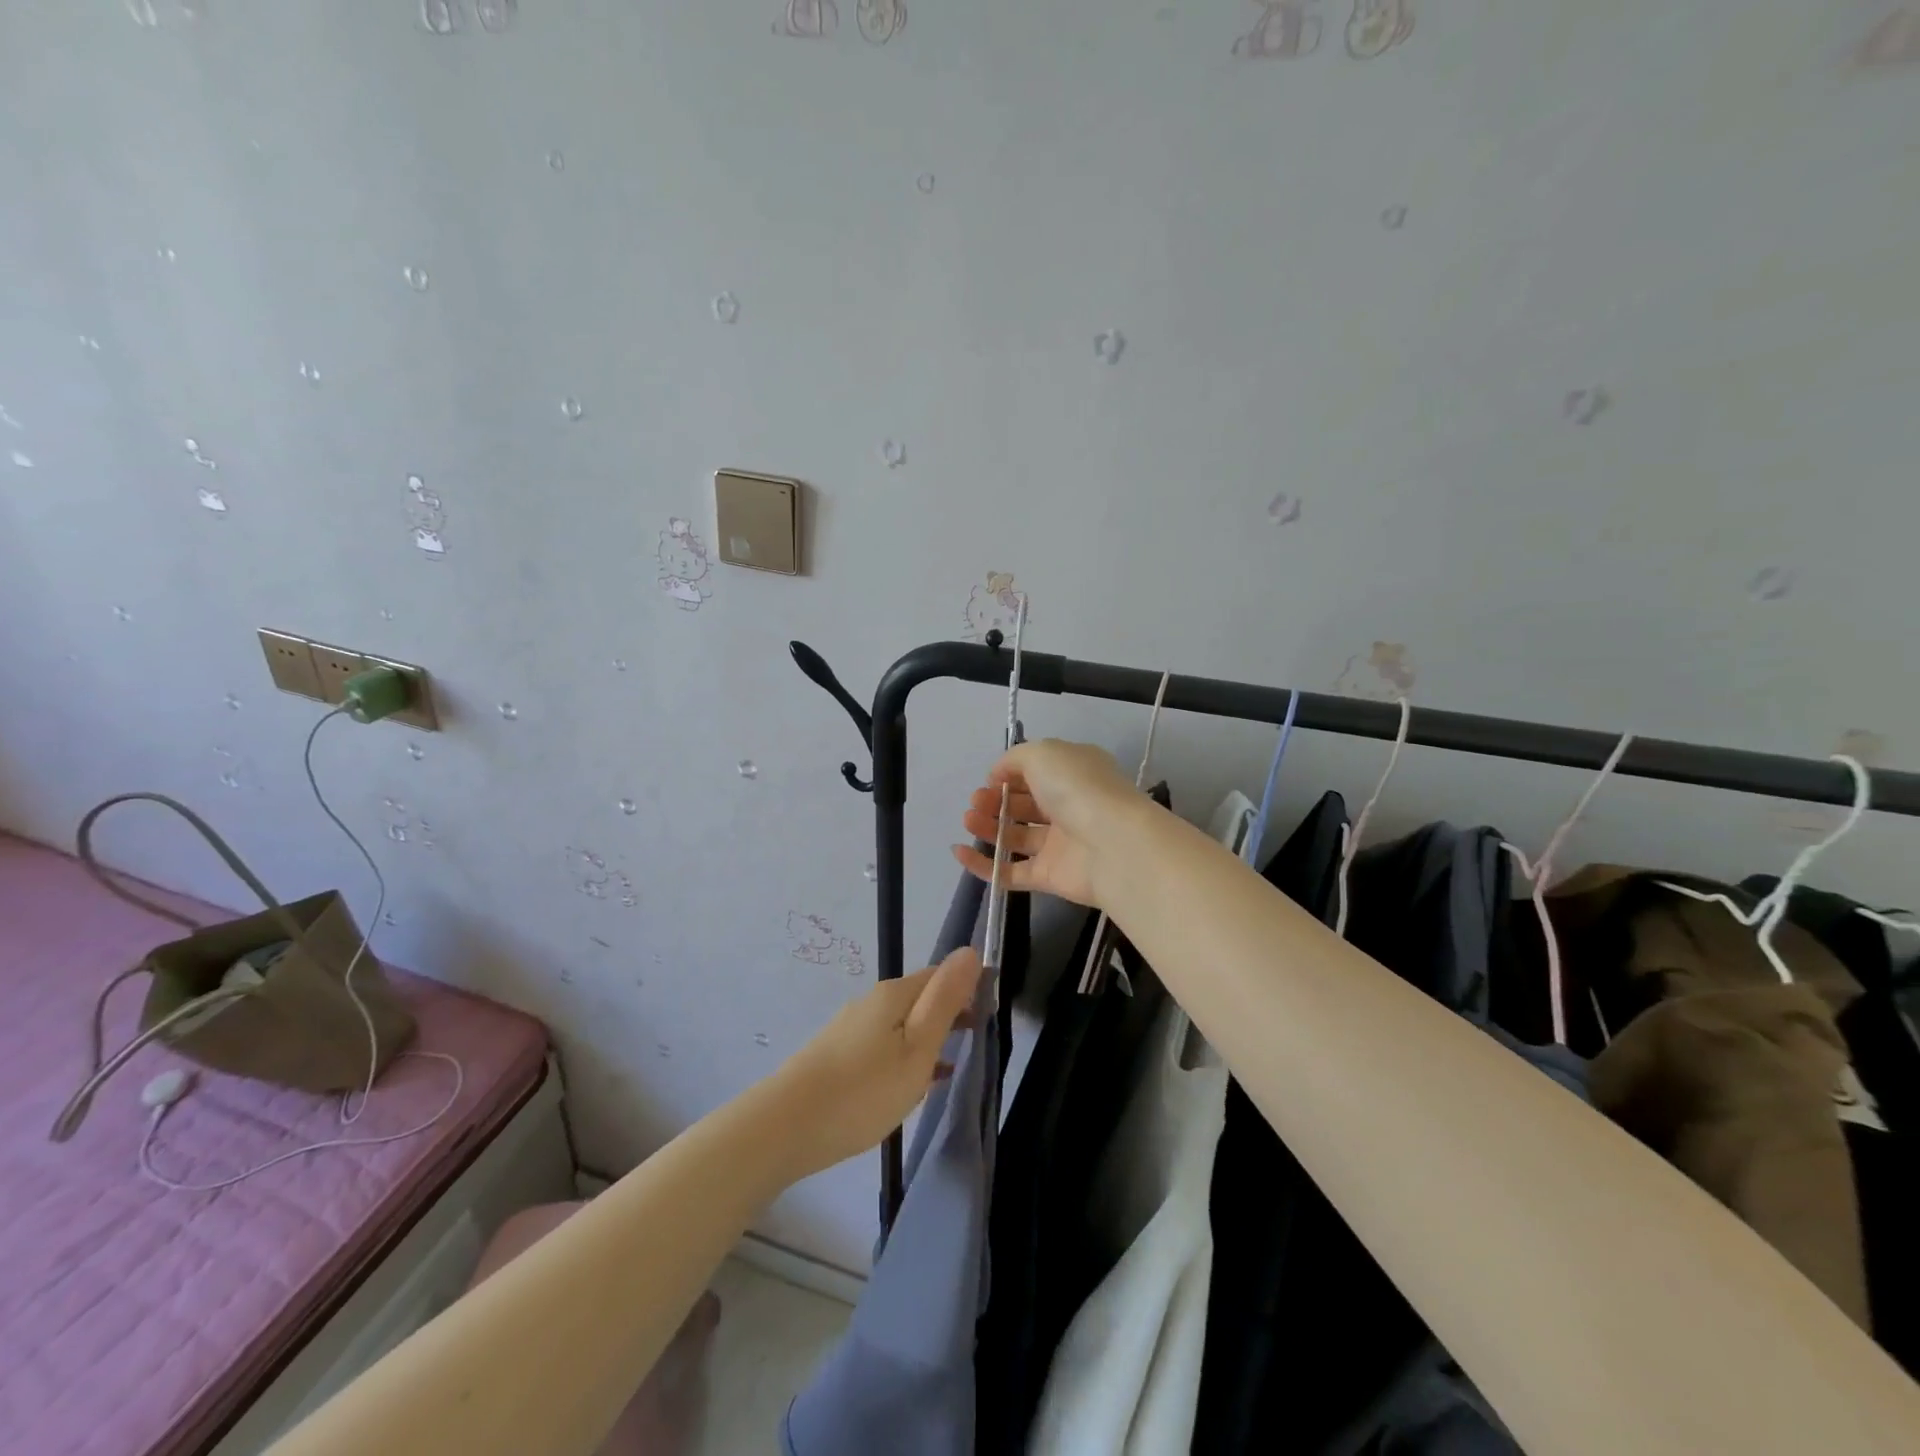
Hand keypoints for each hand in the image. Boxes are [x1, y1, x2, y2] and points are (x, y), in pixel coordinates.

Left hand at [770, 946, 983, 1178]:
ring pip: (901, 1025)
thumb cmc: (863, 1090)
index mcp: (894, 994)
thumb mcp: (917, 1047)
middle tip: (975, 1043)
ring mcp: (850, 1028)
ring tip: (950, 1067)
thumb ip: (945, 1000)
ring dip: (927, 1039)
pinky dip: (904, 1057)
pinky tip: (911, 1085)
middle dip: (948, 1015)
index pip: (939, 975)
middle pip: (919, 998)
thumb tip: (969, 951)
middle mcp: (870, 1002)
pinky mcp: (836, 1055)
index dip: (967, 989)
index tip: (989, 1016)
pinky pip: (882, 1046)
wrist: (785, 1127)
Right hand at [951, 738, 1147, 906]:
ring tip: (968, 820)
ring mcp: (1060, 844)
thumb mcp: (1043, 754)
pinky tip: (960, 852)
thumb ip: (1014, 759)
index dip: (1009, 774)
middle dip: (995, 800)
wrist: (1113, 844)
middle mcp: (1069, 806)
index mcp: (1074, 773)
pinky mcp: (1050, 876)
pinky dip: (984, 864)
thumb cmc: (1077, 788)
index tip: (990, 779)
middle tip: (975, 802)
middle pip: (1024, 804)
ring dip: (988, 827)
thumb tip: (997, 775)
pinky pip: (1011, 871)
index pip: (1037, 772)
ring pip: (1017, 836)